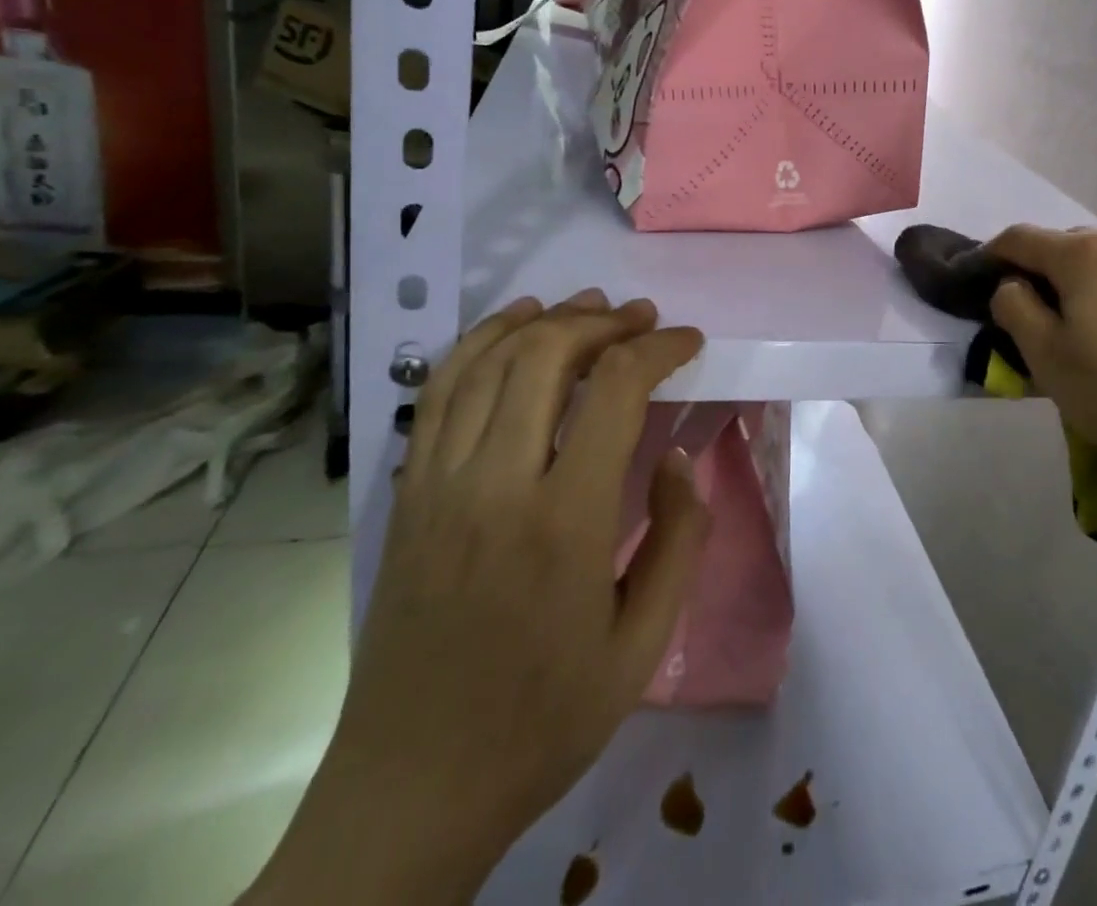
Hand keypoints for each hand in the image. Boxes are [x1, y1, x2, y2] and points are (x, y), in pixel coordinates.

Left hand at [247, 291, 707, 904]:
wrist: (411, 789)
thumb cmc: (543, 718)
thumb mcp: (642, 644)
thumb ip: (677, 539)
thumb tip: (675, 457)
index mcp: (564, 520)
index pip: (616, 390)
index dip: (660, 348)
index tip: (689, 341)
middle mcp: (495, 483)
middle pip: (547, 355)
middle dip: (605, 322)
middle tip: (643, 318)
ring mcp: (439, 483)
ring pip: (491, 361)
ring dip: (546, 320)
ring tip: (590, 307)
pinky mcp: (407, 494)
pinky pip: (440, 392)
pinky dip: (480, 343)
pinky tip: (513, 325)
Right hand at [986, 226, 1096, 516]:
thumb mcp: (1051, 361)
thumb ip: (1016, 312)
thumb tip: (1010, 285)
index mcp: (1083, 257)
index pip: (1021, 238)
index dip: (992, 254)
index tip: (979, 278)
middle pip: (1070, 247)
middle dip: (1044, 272)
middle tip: (1038, 315)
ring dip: (1092, 288)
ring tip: (1095, 333)